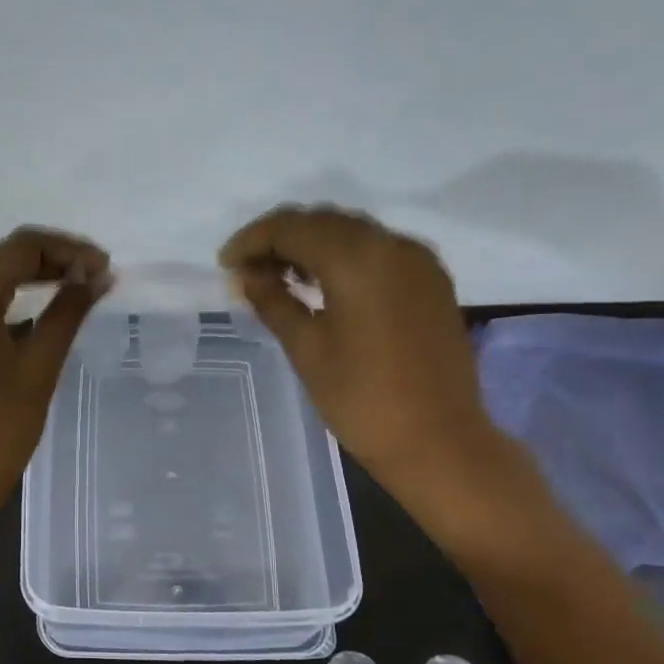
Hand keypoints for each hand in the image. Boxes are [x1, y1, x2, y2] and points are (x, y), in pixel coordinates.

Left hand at [0, 225, 109, 527]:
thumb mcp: (39, 367)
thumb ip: (67, 313)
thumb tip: (96, 278)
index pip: (20, 248)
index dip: (68, 250)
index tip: (104, 268)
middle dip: (49, 261)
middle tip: (94, 278)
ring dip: (27, 280)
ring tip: (71, 293)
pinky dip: (2, 304)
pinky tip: (33, 319)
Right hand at [218, 204, 507, 513]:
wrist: (438, 441)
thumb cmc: (362, 400)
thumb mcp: (307, 349)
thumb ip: (273, 302)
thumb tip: (245, 276)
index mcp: (358, 258)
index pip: (293, 227)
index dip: (252, 240)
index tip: (225, 264)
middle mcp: (392, 245)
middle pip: (324, 222)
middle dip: (281, 239)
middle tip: (248, 272)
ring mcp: (418, 261)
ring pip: (353, 233)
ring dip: (312, 246)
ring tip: (279, 279)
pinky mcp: (432, 282)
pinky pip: (378, 252)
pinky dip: (343, 258)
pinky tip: (323, 287)